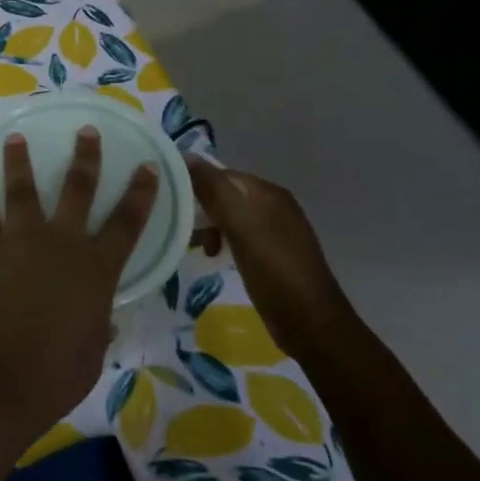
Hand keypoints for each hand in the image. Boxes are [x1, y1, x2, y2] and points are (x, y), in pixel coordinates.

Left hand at [0, 128, 158, 443]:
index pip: (128, 223)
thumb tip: (101, 318)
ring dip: (19, 161)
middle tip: (86, 131)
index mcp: (96, 270)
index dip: (141, 193)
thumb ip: (97, 325)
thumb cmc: (54, 376)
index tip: (147, 166)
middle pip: (77, 189)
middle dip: (85, 157)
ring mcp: (20, 242)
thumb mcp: (92, 353)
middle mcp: (61, 244)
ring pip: (22, 190)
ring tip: (15, 138)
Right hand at [187, 159, 353, 351]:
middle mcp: (274, 206)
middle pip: (226, 195)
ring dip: (209, 226)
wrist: (311, 325)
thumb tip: (186, 156)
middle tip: (177, 226)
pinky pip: (239, 237)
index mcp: (268, 193)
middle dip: (200, 207)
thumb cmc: (274, 270)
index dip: (195, 183)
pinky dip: (222, 241)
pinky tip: (213, 257)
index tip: (168, 200)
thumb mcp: (240, 226)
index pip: (222, 174)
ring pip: (231, 217)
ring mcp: (275, 231)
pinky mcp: (273, 255)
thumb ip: (214, 190)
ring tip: (194, 246)